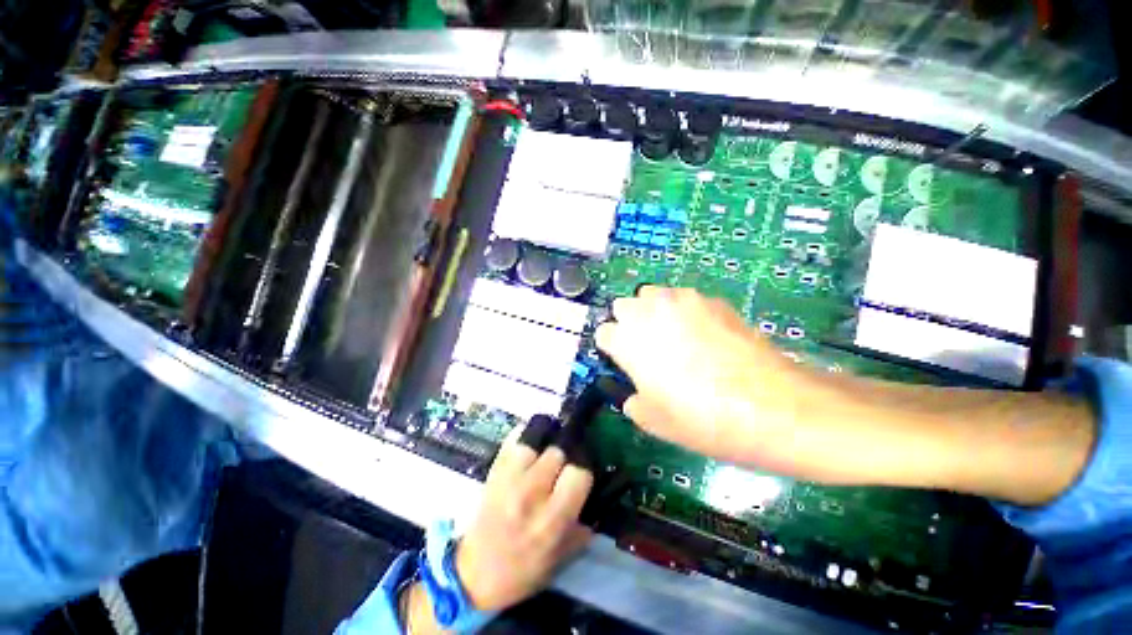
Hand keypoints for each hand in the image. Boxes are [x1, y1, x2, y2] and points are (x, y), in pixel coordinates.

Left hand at [455, 427, 593, 611]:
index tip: (578, 479)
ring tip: (543, 457)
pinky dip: (523, 437)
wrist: (474, 574)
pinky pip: (512, 440)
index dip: (582, 474)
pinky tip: (529, 447)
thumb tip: (599, 495)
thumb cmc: (523, 570)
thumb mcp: (561, 557)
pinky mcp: (493, 471)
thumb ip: (583, 525)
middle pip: (557, 452)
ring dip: (542, 447)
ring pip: (534, 442)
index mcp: (551, 520)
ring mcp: (507, 479)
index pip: (578, 474)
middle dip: (564, 459)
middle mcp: (529, 494)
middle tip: (560, 470)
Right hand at [594, 287, 807, 470]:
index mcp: (627, 340)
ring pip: (652, 294)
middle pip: (622, 306)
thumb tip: (636, 393)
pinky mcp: (711, 299)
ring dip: (653, 311)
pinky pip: (684, 298)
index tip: (626, 363)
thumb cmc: (700, 418)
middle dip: (628, 323)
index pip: (603, 333)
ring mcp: (681, 300)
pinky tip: (705, 335)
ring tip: (673, 335)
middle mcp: (648, 312)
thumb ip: (633, 401)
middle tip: (647, 347)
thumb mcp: (654, 422)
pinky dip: (684, 311)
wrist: (769, 406)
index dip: (613, 349)